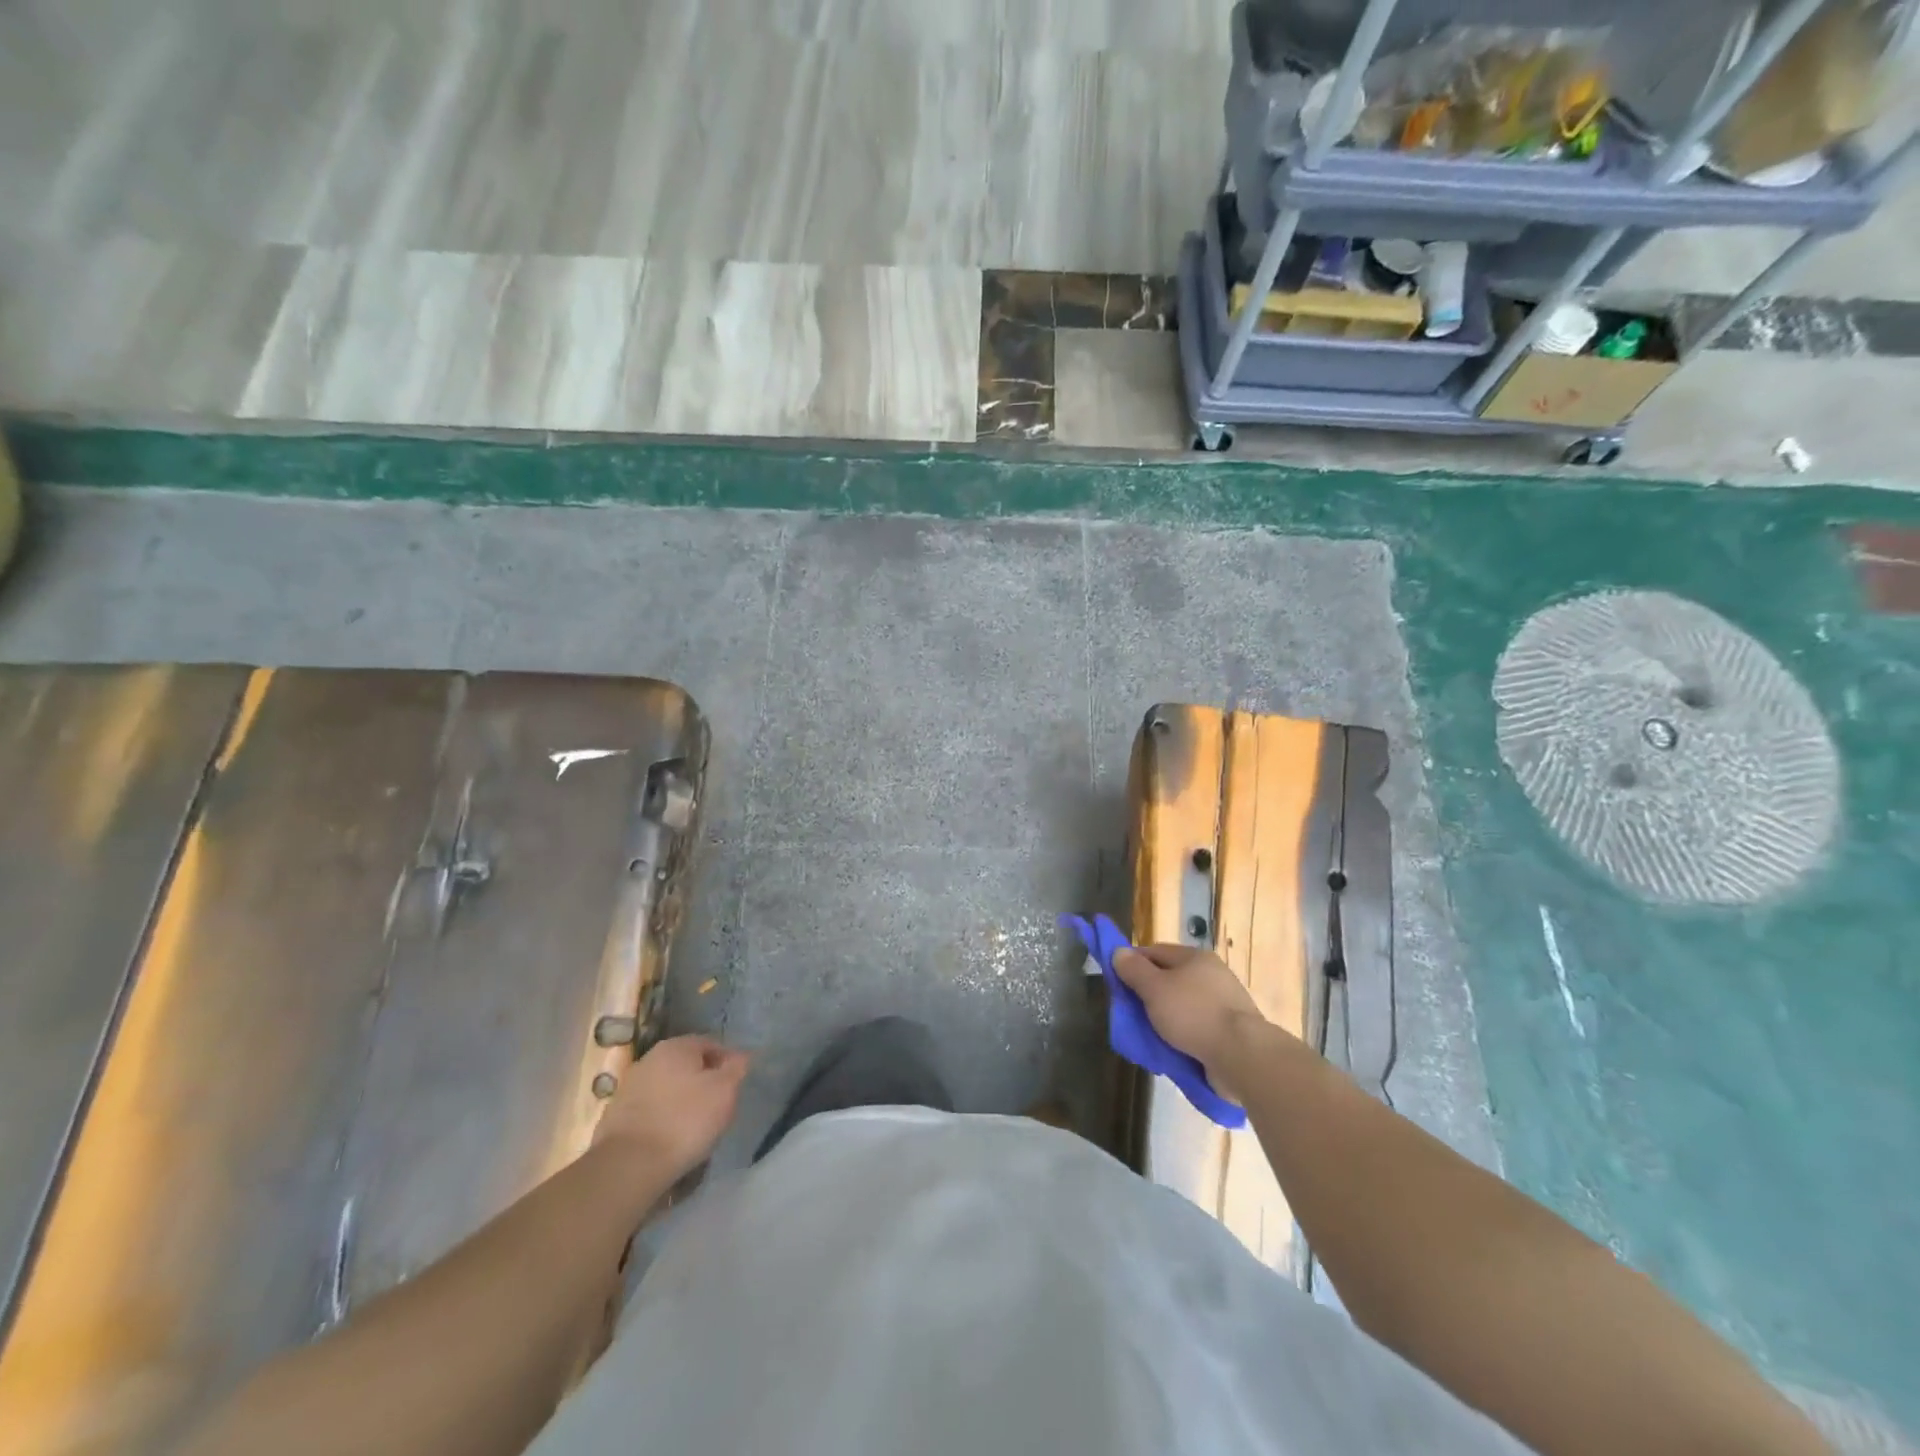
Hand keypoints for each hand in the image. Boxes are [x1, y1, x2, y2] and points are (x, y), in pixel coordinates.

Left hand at [593, 1035, 749, 1180]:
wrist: (628, 1167)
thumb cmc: (685, 1121)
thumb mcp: (725, 1091)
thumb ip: (736, 1068)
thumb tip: (740, 1056)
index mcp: (676, 1046)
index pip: (711, 1044)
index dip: (728, 1063)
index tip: (736, 1087)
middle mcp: (650, 1059)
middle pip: (687, 1066)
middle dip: (704, 1082)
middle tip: (719, 1107)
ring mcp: (629, 1088)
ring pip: (668, 1089)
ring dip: (683, 1102)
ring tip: (696, 1128)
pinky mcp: (616, 1117)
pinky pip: (651, 1111)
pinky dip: (664, 1120)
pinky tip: (671, 1140)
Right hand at [1112, 944, 1268, 1098]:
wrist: (1241, 1055)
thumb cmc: (1193, 1014)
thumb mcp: (1154, 989)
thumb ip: (1134, 970)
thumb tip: (1119, 951)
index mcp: (1195, 957)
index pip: (1155, 951)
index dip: (1133, 963)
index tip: (1118, 983)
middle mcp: (1212, 974)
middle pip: (1170, 979)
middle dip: (1149, 995)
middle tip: (1131, 1013)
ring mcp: (1224, 1003)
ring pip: (1183, 1006)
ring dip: (1166, 1018)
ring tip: (1150, 1036)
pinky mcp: (1231, 1030)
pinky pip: (1197, 1027)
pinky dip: (1183, 1035)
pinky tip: (1173, 1048)